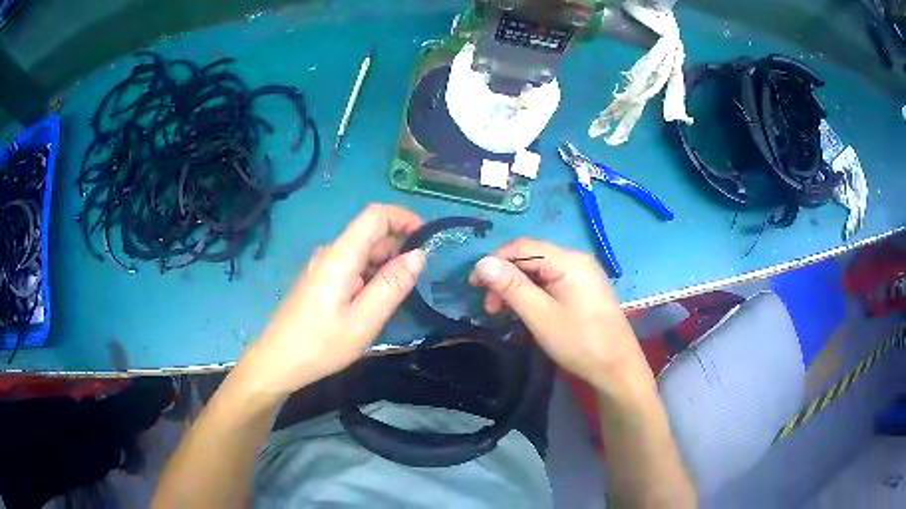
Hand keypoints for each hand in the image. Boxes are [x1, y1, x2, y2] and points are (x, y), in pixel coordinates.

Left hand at [237, 204, 425, 398]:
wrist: (278, 361)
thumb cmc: (321, 344)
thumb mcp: (364, 320)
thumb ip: (392, 285)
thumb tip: (419, 254)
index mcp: (340, 256)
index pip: (375, 215)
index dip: (403, 217)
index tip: (427, 238)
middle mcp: (330, 253)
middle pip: (370, 234)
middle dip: (398, 248)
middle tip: (416, 282)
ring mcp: (322, 266)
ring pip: (361, 252)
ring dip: (385, 265)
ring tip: (397, 297)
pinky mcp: (318, 280)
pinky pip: (351, 266)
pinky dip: (370, 275)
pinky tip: (373, 303)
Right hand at [469, 239, 651, 391]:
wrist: (617, 367)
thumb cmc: (579, 342)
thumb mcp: (540, 316)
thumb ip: (511, 287)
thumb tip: (482, 262)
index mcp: (568, 260)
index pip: (522, 247)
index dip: (494, 261)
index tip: (474, 286)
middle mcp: (576, 260)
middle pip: (531, 258)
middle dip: (505, 278)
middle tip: (490, 308)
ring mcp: (583, 274)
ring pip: (540, 272)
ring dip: (518, 287)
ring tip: (505, 313)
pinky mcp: (585, 289)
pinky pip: (552, 282)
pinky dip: (534, 293)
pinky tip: (527, 311)